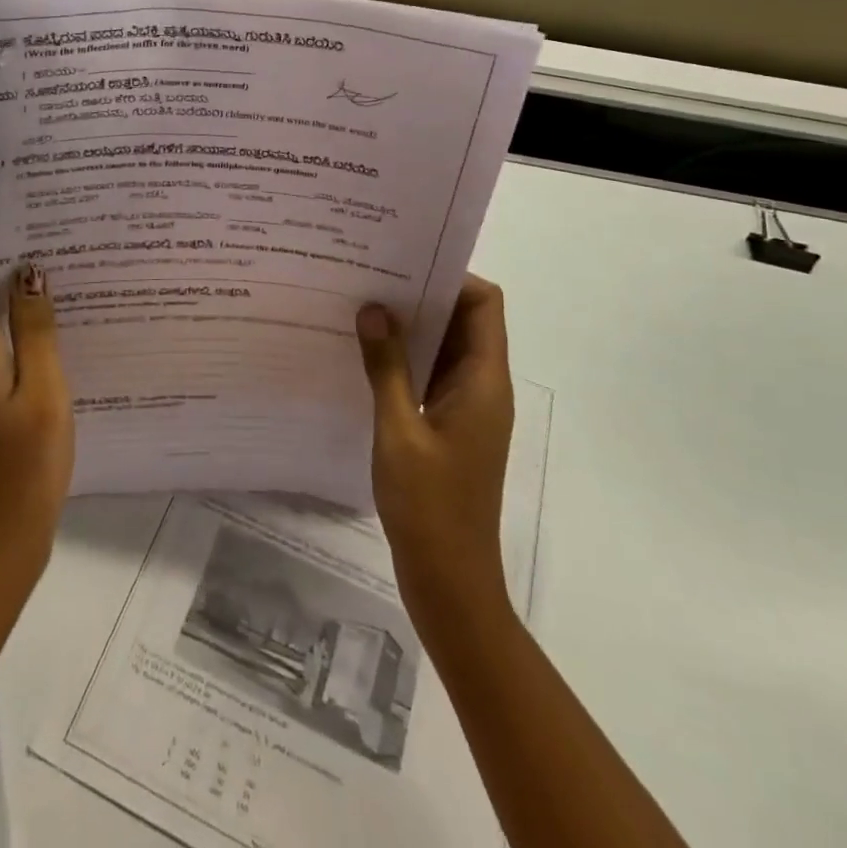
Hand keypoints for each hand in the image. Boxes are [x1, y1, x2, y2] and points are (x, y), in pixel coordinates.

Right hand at [356, 277, 513, 634]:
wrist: (451, 583)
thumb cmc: (430, 507)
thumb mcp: (399, 431)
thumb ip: (387, 368)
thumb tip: (374, 309)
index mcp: (483, 381)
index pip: (484, 304)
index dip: (451, 277)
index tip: (403, 264)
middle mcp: (482, 386)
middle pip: (464, 320)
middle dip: (422, 296)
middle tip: (370, 278)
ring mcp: (466, 408)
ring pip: (445, 348)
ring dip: (410, 328)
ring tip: (361, 308)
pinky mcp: (449, 427)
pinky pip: (431, 376)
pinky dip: (405, 360)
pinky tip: (365, 357)